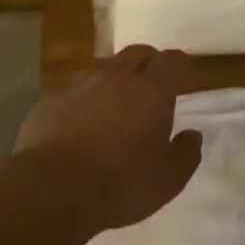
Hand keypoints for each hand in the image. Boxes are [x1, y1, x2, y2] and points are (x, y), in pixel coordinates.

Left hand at [12, 45, 203, 235]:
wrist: (51, 190)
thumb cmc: (120, 185)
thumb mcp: (168, 180)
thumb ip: (186, 153)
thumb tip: (193, 134)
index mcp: (151, 90)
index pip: (171, 60)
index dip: (180, 66)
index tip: (183, 78)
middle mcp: (116, 77)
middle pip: (138, 53)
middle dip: (149, 63)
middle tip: (153, 85)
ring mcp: (80, 85)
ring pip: (104, 67)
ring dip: (115, 78)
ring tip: (116, 102)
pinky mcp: (51, 100)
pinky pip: (74, 90)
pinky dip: (84, 99)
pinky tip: (81, 122)